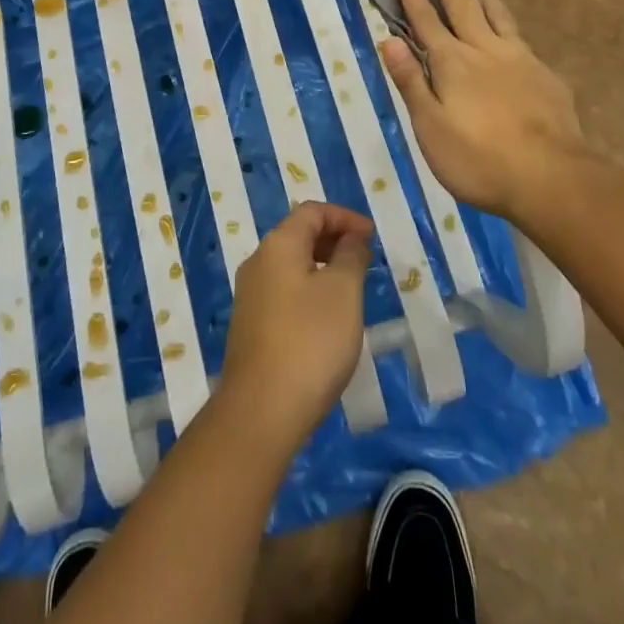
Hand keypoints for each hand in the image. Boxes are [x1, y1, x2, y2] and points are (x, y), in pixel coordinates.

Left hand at [219, 201, 373, 452]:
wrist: (261, 412)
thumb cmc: (310, 342)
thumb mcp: (343, 292)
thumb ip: (351, 256)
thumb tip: (352, 238)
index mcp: (278, 245)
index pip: (312, 212)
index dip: (345, 217)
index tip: (372, 237)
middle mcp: (258, 262)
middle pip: (299, 234)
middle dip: (334, 240)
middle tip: (365, 261)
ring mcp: (251, 295)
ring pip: (291, 265)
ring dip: (323, 267)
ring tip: (352, 289)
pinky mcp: (251, 326)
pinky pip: (284, 291)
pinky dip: (309, 290)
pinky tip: (328, 320)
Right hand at [377, 0, 589, 222]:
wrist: (550, 177)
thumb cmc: (479, 159)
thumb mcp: (431, 128)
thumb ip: (411, 82)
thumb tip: (387, 41)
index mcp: (451, 63)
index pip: (425, 19)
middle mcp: (483, 49)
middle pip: (459, 1)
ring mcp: (517, 57)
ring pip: (493, 11)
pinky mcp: (542, 72)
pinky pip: (517, 34)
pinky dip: (504, 17)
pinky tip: (504, 22)